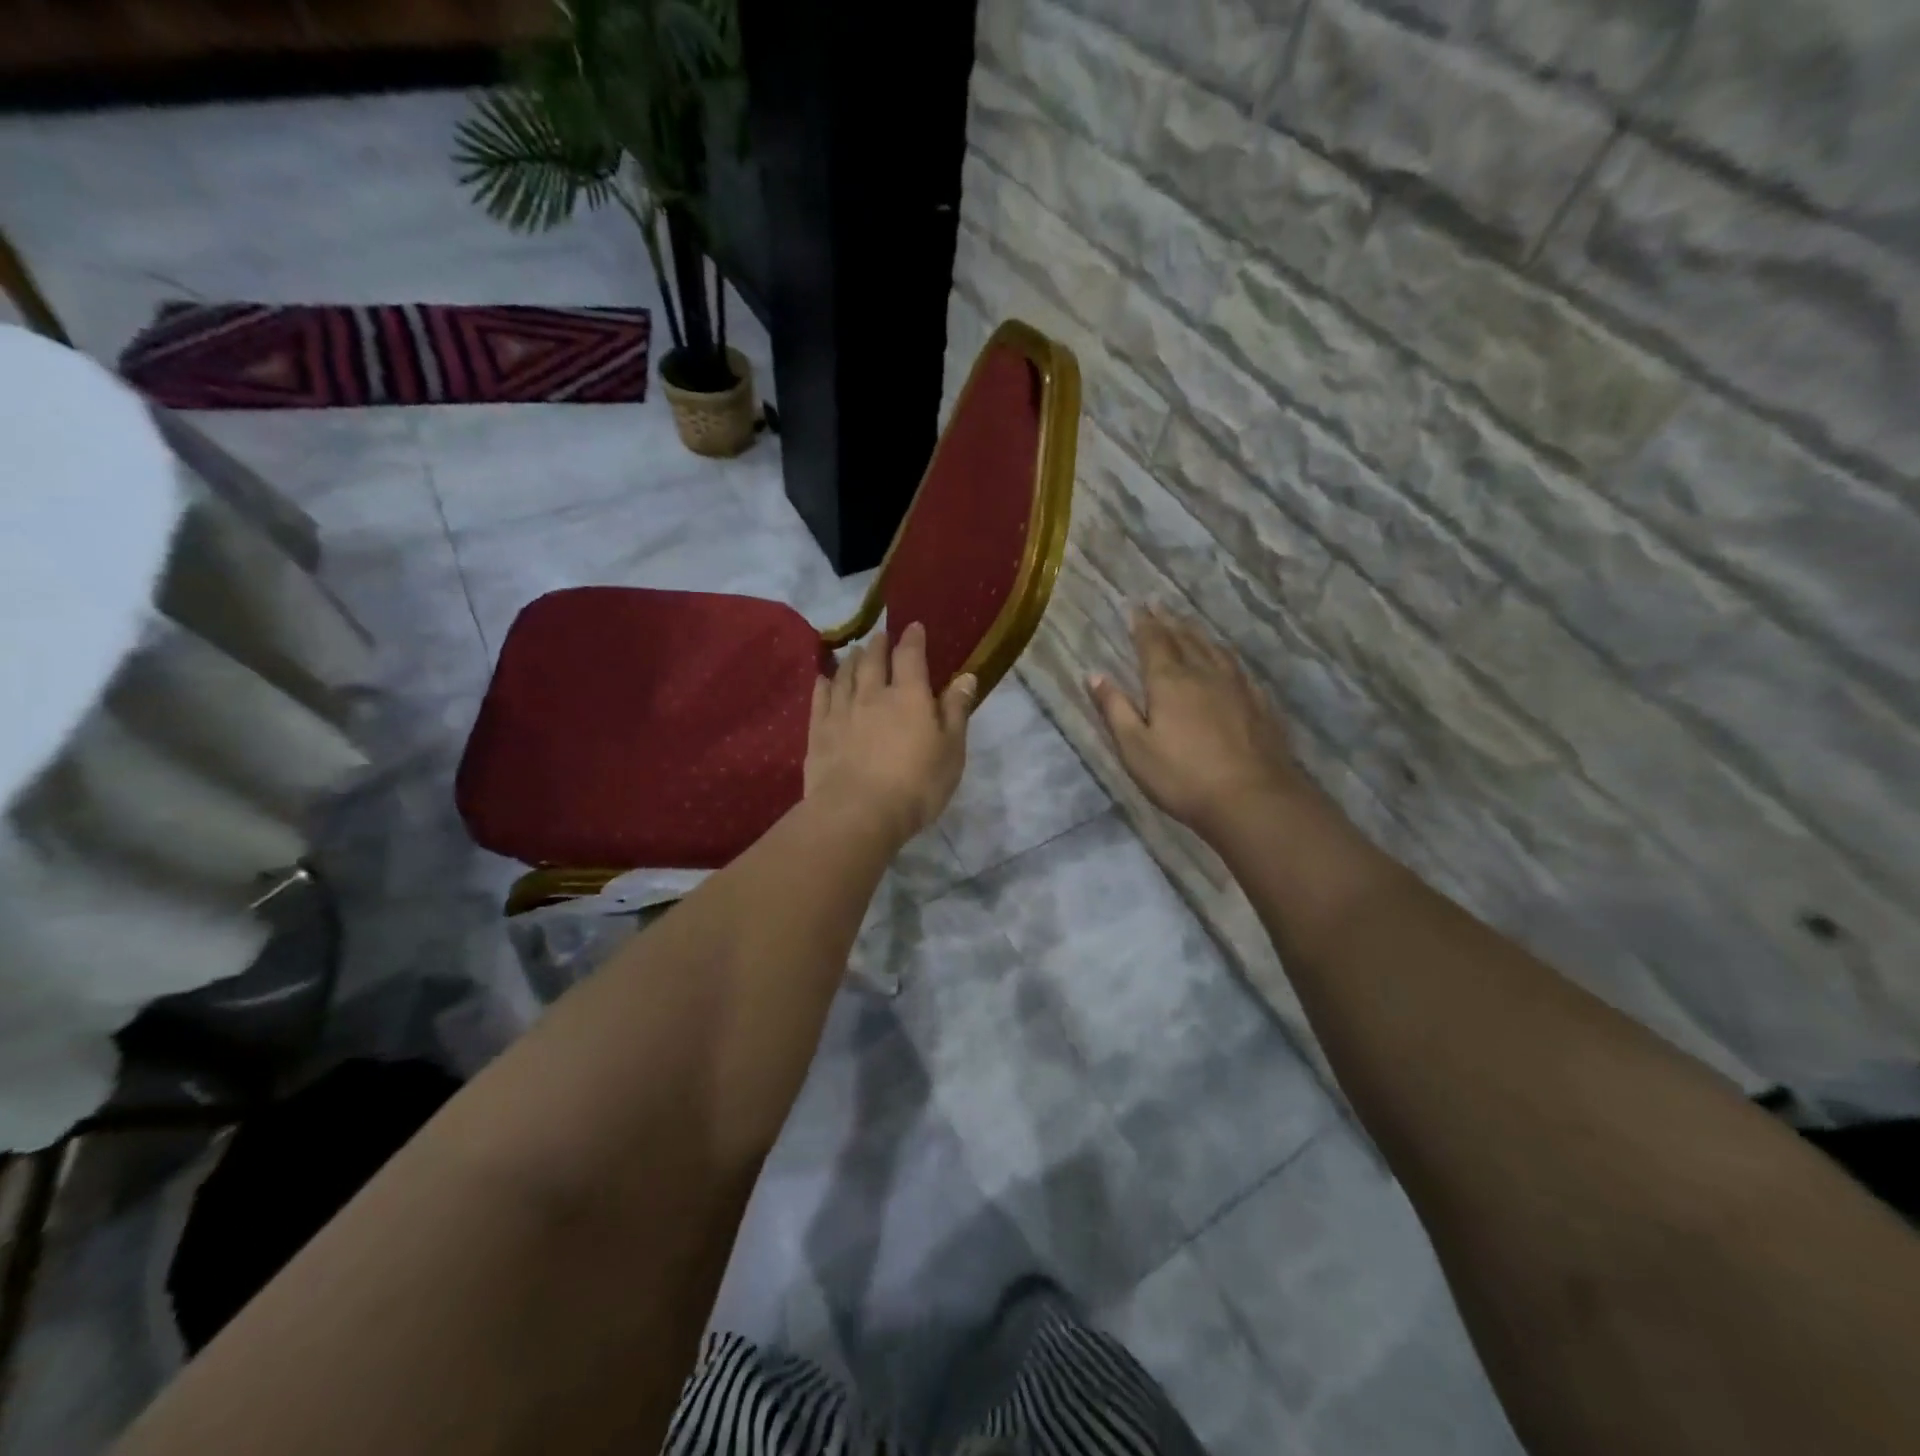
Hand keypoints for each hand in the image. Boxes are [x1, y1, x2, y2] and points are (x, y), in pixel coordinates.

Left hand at [806, 623, 975, 847]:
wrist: (857, 813)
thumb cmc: (916, 785)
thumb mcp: (951, 751)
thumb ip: (956, 711)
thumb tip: (966, 676)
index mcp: (909, 696)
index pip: (911, 657)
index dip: (913, 639)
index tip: (913, 626)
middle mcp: (872, 695)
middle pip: (872, 660)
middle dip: (878, 645)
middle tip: (880, 636)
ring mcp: (841, 711)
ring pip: (844, 675)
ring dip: (850, 660)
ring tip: (853, 652)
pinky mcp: (819, 732)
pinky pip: (820, 699)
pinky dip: (822, 684)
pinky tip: (822, 679)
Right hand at [1088, 606, 1306, 840]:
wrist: (1253, 799)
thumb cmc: (1183, 777)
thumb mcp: (1135, 748)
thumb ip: (1114, 709)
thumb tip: (1094, 675)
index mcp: (1169, 682)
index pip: (1153, 642)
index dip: (1143, 624)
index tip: (1136, 607)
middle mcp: (1204, 674)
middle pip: (1185, 639)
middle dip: (1169, 621)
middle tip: (1159, 605)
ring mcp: (1237, 687)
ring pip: (1215, 649)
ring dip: (1198, 633)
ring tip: (1189, 624)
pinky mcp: (1260, 704)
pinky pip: (1239, 668)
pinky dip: (1226, 656)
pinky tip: (1227, 662)